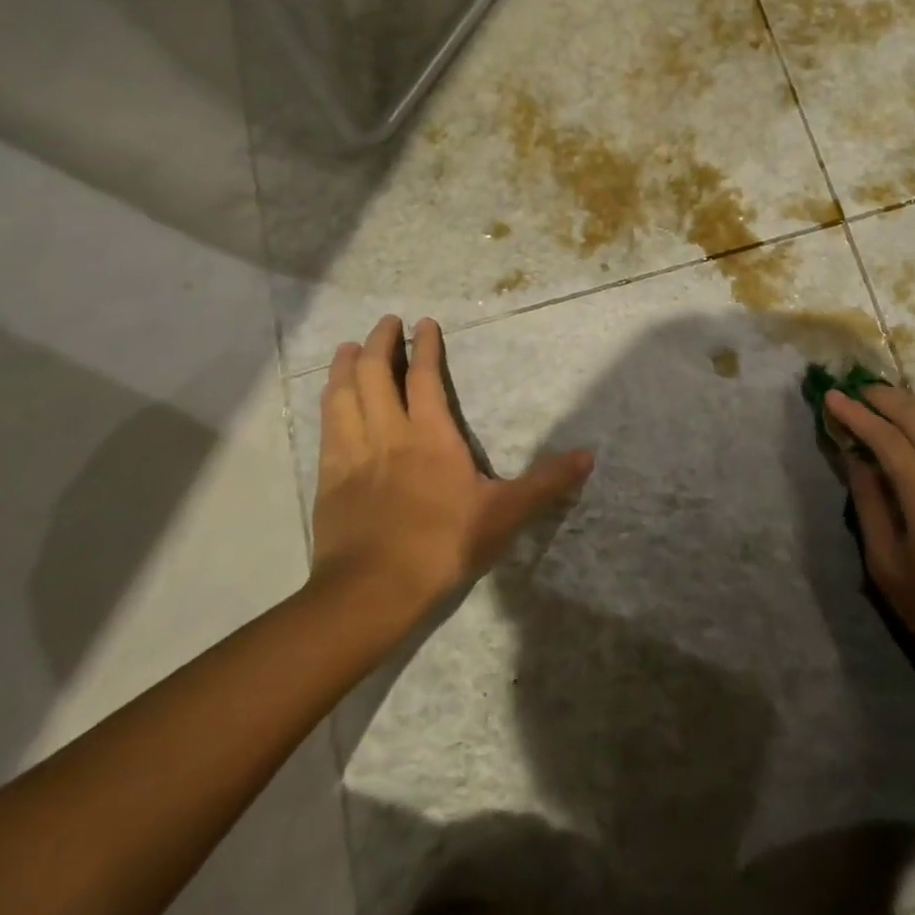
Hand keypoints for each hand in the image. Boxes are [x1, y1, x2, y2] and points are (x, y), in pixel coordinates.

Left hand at [309, 316, 592, 638]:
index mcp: (430, 436)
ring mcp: (352, 454)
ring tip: (347, 348)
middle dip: (379, 343)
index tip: (422, 322)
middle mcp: (388, 434)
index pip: (422, 377)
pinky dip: (328, 402)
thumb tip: (588, 456)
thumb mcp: (504, 514)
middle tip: (385, 322)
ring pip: (343, 395)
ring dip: (345, 366)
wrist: (371, 591)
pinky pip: (326, 427)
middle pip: (374, 374)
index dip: (422, 346)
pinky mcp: (329, 478)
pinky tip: (330, 398)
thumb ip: (545, 482)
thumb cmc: (442, 545)